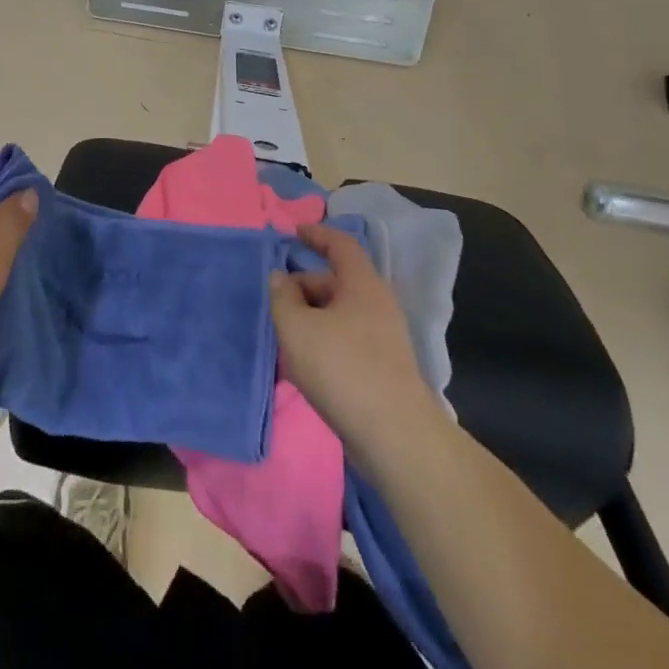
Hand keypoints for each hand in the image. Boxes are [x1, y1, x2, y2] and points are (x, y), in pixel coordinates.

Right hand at [269, 223, 443, 459]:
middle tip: (274, 304)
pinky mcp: (382, 369)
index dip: (317, 234)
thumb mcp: (296, 327)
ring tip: (282, 339)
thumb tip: (280, 278)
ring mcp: (383, 338)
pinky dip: (322, 343)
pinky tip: (301, 367)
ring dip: (309, 320)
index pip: (340, 244)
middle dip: (302, 288)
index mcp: (362, 284)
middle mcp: (377, 304)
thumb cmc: (342, 368)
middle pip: (335, 282)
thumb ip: (282, 297)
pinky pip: (345, 342)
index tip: (294, 232)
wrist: (394, 436)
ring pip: (338, 316)